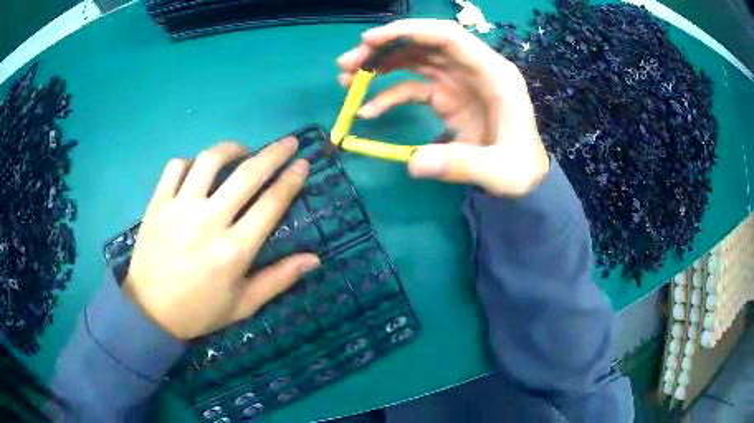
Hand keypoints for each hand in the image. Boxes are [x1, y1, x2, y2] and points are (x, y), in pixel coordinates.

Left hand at [124, 139, 319, 339]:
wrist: (151, 311)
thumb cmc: (200, 311)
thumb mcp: (244, 304)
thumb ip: (279, 279)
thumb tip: (314, 259)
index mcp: (234, 250)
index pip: (271, 204)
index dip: (291, 180)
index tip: (302, 164)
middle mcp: (209, 222)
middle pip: (247, 174)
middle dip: (274, 153)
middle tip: (288, 142)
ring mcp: (180, 208)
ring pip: (210, 161)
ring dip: (232, 148)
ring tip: (242, 150)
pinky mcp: (158, 203)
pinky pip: (176, 167)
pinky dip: (191, 162)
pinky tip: (199, 169)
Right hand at [337, 19, 549, 196]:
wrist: (525, 175)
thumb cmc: (521, 168)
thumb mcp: (501, 171)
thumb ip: (462, 165)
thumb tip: (414, 164)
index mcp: (494, 74)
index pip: (448, 36)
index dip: (410, 31)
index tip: (369, 40)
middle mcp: (473, 69)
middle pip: (424, 44)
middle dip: (385, 48)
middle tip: (347, 64)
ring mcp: (458, 82)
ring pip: (414, 60)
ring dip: (380, 65)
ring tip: (347, 80)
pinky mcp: (446, 98)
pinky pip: (412, 88)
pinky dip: (388, 96)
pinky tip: (369, 110)